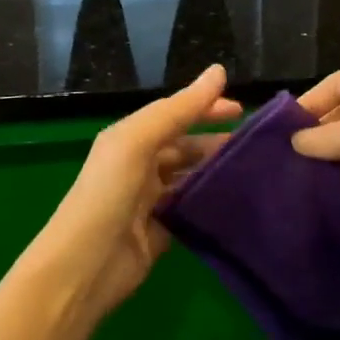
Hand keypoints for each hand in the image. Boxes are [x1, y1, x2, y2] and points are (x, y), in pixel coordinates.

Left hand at [26, 64, 240, 321]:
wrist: (82, 267)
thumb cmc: (107, 195)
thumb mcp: (138, 142)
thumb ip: (179, 109)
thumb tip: (219, 71)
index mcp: (130, 138)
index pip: (174, 114)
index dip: (206, 107)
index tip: (243, 109)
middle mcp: (139, 165)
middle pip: (185, 146)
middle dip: (216, 142)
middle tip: (256, 145)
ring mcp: (150, 200)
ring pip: (191, 178)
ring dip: (217, 172)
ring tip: (255, 171)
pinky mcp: (161, 232)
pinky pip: (191, 210)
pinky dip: (211, 203)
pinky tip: (238, 201)